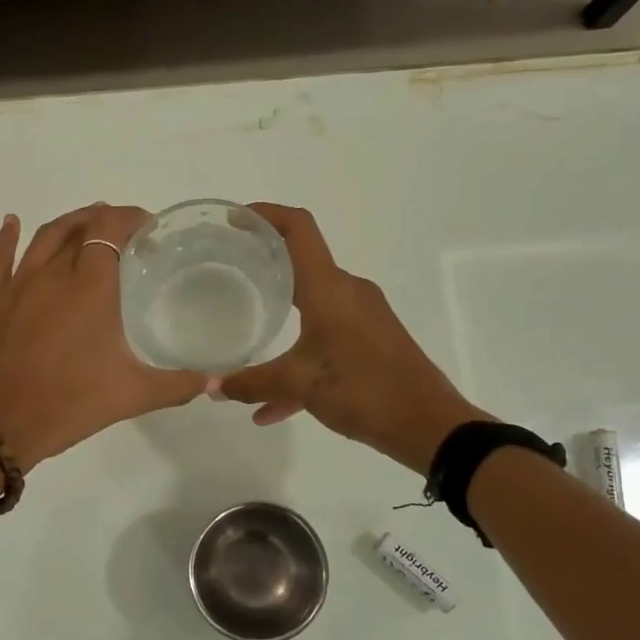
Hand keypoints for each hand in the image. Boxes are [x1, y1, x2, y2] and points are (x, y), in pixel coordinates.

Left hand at [0, 205, 205, 467]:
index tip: (148, 227)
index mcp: (91, 288)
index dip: (130, 219)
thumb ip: (176, 385)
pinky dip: (7, 236)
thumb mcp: (131, 396)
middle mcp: (52, 274)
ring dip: (67, 223)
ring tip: (84, 222)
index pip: (111, 231)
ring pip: (42, 237)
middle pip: (79, 228)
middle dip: (103, 221)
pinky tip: (12, 223)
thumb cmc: (66, 405)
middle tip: (121, 229)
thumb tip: (213, 381)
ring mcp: (14, 283)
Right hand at [219, 204, 485, 473]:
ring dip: (280, 320)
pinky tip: (273, 407)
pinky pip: (326, 342)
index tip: (234, 219)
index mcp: (330, 288)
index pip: (298, 229)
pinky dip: (300, 363)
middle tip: (229, 272)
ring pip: (312, 309)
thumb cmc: (362, 389)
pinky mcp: (372, 344)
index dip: (266, 214)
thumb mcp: (298, 384)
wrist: (428, 425)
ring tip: (245, 337)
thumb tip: (211, 387)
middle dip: (265, 266)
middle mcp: (348, 293)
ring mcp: (363, 318)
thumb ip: (251, 384)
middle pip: (302, 264)